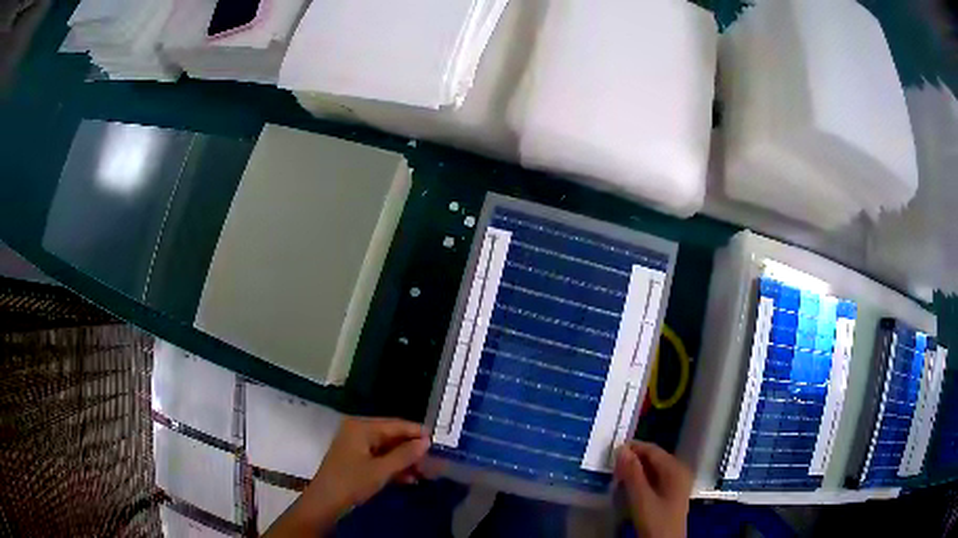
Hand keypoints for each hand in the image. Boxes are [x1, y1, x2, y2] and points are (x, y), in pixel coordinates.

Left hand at [265, 417, 429, 536]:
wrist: (325, 503)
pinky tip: (409, 479)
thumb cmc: (351, 482)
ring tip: (425, 473)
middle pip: (392, 437)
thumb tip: (426, 442)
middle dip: (412, 450)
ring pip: (387, 450)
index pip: (395, 424)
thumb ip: (405, 455)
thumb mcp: (381, 470)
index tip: (439, 441)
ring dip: (405, 461)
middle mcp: (358, 431)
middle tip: (434, 461)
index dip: (417, 432)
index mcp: (361, 427)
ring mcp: (356, 446)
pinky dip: (394, 468)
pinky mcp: (355, 460)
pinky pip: (380, 459)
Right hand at [615, 441, 691, 537]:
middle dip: (633, 460)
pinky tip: (629, 488)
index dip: (633, 448)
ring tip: (617, 477)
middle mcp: (679, 471)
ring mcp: (677, 483)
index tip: (611, 452)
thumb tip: (622, 449)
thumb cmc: (655, 521)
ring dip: (636, 471)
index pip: (653, 450)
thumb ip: (632, 473)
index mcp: (675, 469)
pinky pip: (656, 479)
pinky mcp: (672, 494)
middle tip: (612, 467)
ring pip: (654, 469)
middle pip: (654, 458)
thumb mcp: (641, 498)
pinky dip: (642, 480)